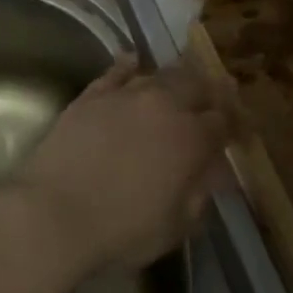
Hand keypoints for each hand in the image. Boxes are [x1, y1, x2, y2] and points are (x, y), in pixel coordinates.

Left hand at [0, 54, 232, 278]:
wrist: (53, 212)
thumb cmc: (121, 230)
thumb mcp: (175, 226)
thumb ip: (200, 194)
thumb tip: (216, 173)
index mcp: (191, 138)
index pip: (224, 120)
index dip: (235, 124)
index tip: (238, 130)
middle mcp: (164, 104)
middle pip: (196, 84)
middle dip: (209, 92)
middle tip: (211, 102)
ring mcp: (126, 94)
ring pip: (160, 74)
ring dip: (174, 80)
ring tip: (178, 86)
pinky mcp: (93, 93)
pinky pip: (117, 70)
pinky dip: (129, 65)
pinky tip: (133, 62)